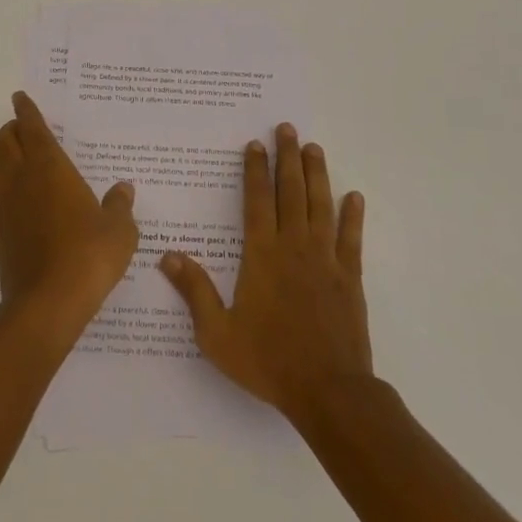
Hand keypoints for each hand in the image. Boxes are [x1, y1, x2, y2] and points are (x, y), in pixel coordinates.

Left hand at [0, 92, 138, 330]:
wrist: (50, 301)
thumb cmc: (90, 254)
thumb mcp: (120, 229)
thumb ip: (119, 205)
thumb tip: (123, 189)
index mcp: (50, 167)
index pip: (32, 127)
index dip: (25, 110)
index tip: (20, 98)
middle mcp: (20, 179)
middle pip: (3, 141)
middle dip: (10, 131)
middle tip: (23, 132)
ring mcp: (2, 207)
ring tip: (12, 168)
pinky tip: (5, 216)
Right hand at [159, 123, 370, 425]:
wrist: (328, 392)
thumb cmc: (268, 361)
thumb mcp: (217, 333)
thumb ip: (195, 291)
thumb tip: (167, 256)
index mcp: (262, 255)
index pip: (257, 201)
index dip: (255, 170)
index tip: (255, 144)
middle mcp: (294, 247)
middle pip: (291, 192)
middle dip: (288, 158)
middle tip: (288, 129)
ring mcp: (325, 260)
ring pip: (321, 206)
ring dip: (317, 174)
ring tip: (314, 148)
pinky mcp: (350, 278)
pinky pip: (351, 239)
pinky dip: (353, 216)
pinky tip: (354, 196)